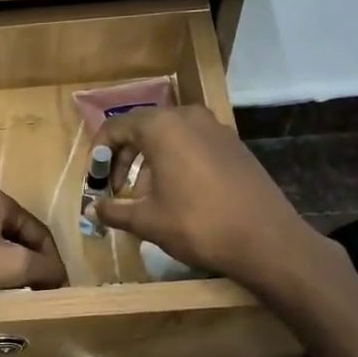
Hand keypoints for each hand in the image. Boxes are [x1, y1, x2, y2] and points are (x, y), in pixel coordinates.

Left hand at [0, 186, 66, 296]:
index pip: (39, 231)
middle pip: (13, 236)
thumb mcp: (12, 265)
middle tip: (32, 291)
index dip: (52, 261)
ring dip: (0, 267)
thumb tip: (58, 276)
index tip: (56, 289)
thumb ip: (44, 268)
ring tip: (4, 292)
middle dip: (26, 263)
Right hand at [94, 108, 337, 292]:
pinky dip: (176, 163)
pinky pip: (193, 145)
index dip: (98, 154)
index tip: (94, 181)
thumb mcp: (147, 221)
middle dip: (123, 159)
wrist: (266, 239)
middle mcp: (188, 117)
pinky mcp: (234, 145)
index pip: (116, 128)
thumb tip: (91, 209)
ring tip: (144, 198)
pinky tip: (176, 196)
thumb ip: (114, 211)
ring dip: (149, 163)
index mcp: (162, 126)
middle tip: (115, 190)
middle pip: (143, 129)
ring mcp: (216, 129)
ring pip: (169, 137)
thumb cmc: (197, 224)